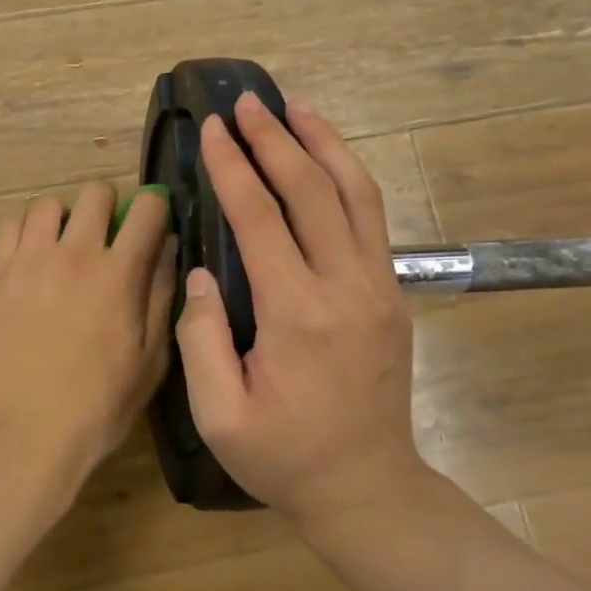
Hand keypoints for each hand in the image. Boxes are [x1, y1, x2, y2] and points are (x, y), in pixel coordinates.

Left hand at [0, 184, 176, 512]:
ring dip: (62, 217)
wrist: (26, 432)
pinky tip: (27, 257)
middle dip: (107, 204)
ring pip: (46, 203)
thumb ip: (161, 295)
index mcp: (119, 274)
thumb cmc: (99, 405)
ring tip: (60, 245)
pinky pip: (8, 226)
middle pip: (95, 192)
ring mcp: (27, 261)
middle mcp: (73, 254)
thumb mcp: (151, 359)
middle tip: (104, 232)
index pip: (146, 209)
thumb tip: (168, 248)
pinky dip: (23, 231)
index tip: (151, 220)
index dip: (155, 207)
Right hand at [175, 94, 429, 530]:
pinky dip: (348, 175)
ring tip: (295, 107)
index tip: (212, 130)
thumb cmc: (283, 457)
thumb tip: (199, 272)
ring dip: (323, 143)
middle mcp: (345, 287)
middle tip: (245, 103)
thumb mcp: (220, 415)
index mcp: (297, 315)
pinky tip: (326, 157)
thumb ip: (199, 339)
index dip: (233, 168)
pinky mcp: (391, 293)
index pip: (260, 219)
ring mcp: (378, 286)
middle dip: (275, 140)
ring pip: (355, 193)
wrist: (368, 488)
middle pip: (311, 190)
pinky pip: (371, 218)